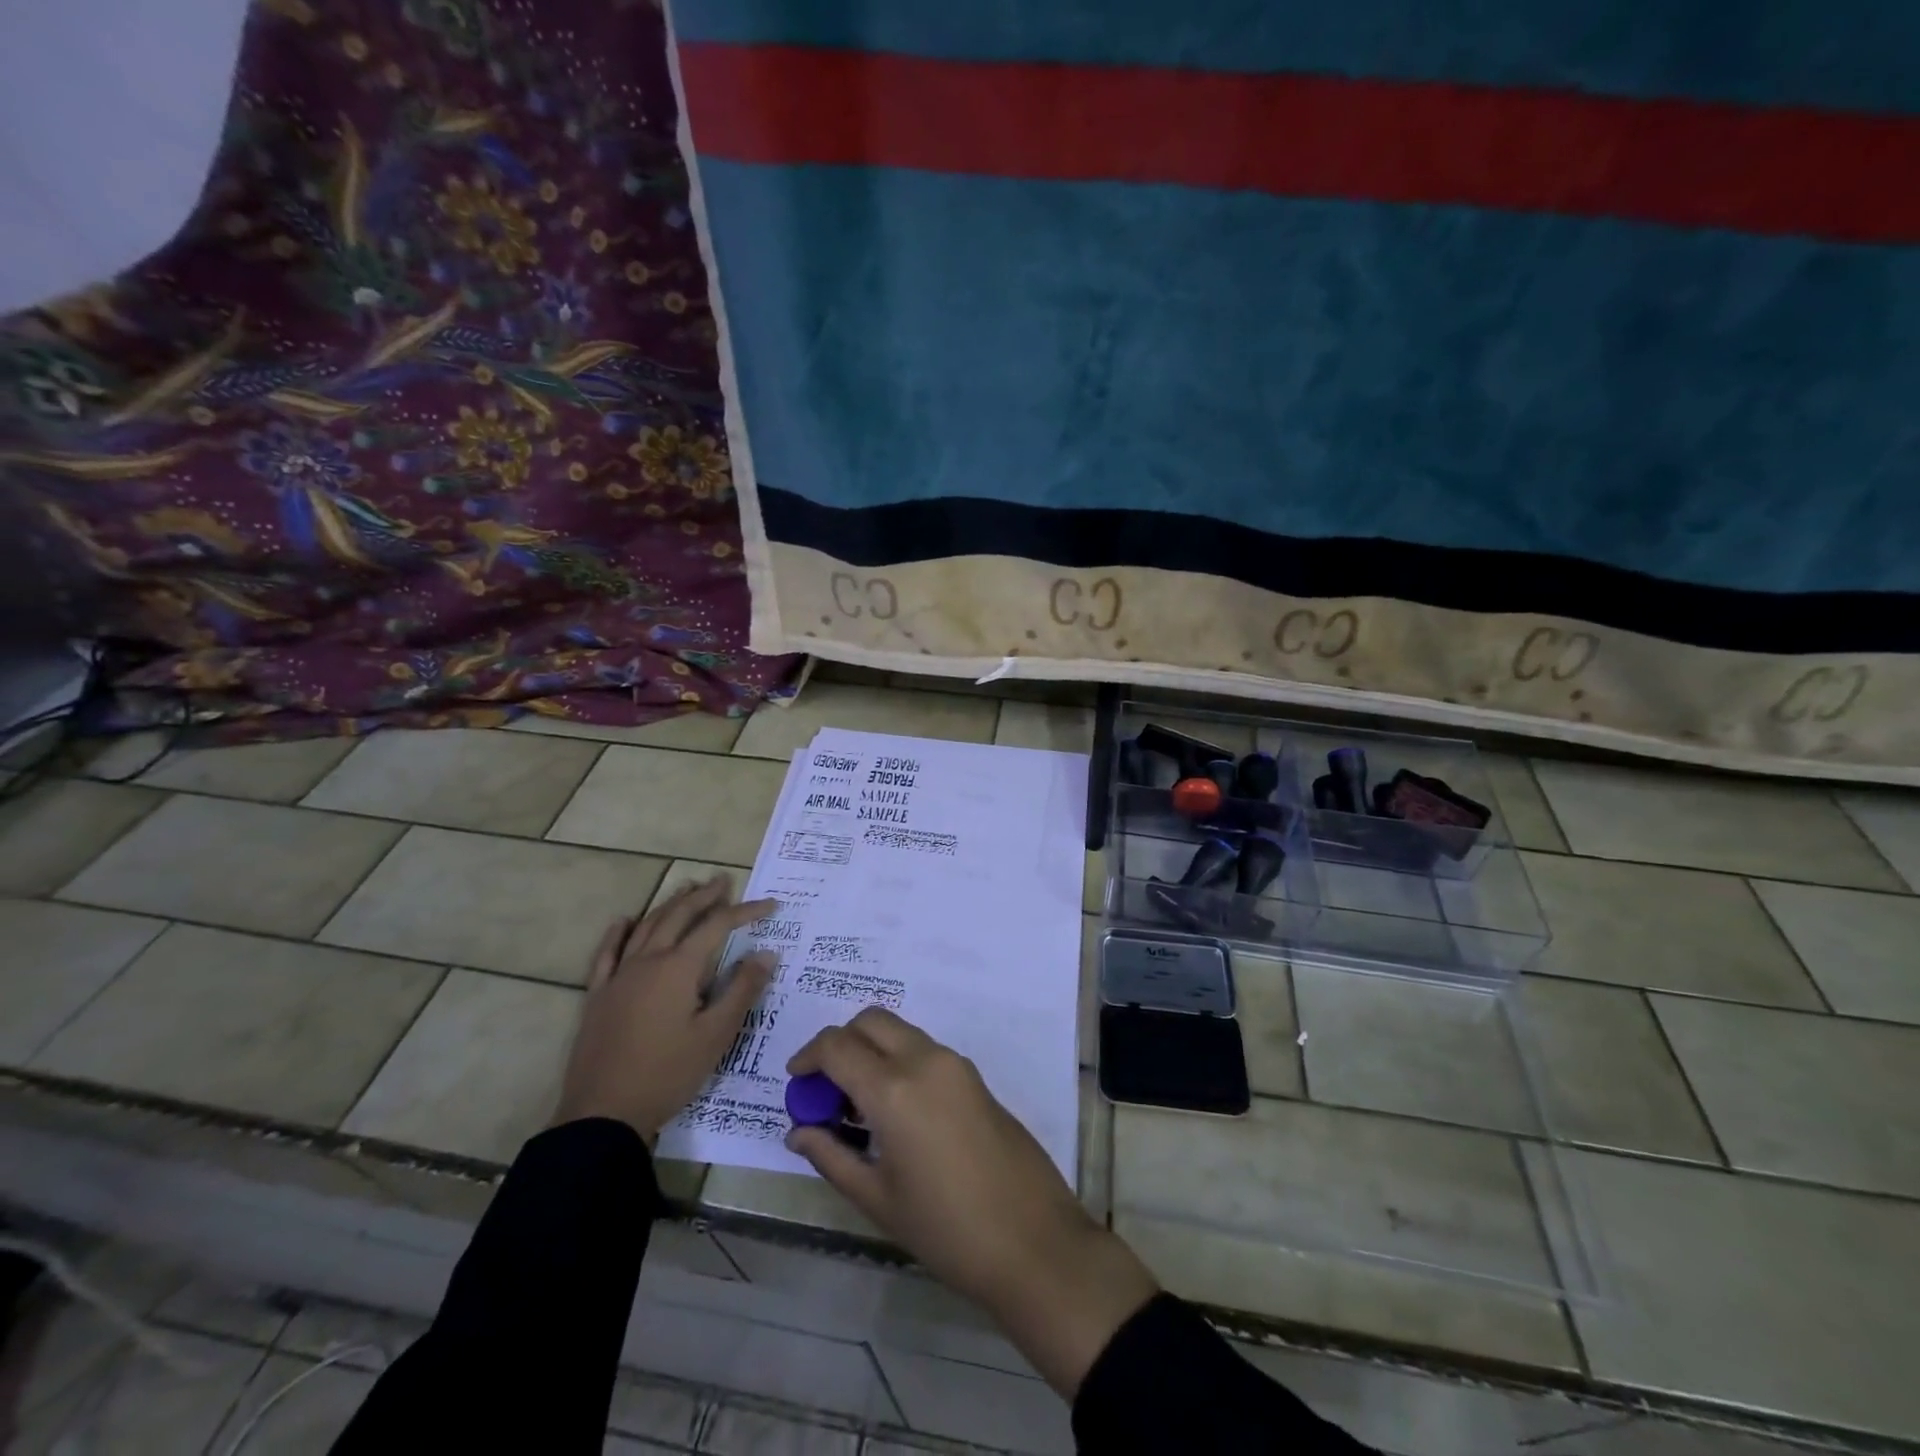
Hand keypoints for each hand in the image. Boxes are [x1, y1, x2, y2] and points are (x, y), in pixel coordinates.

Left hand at [553, 876, 776, 1144]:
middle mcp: (648, 961)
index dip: (746, 912)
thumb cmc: (667, 1074)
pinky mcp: (598, 995)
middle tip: (724, 881)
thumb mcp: (716, 1035)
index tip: (771, 905)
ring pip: (647, 926)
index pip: (717, 926)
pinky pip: (607, 953)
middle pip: (679, 916)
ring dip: (670, 904)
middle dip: (704, 896)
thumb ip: (742, 990)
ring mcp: (619, 976)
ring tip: (687, 887)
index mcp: (678, 968)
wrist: (603, 1114)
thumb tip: (766, 954)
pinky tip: (625, 920)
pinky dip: (619, 932)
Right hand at [784, 1009, 1157, 1395]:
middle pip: (871, 1021)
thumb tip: (799, 1131)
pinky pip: (924, 1049)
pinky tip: (894, 1110)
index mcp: (894, 1088)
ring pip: (900, 1031)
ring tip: (858, 1106)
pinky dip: (898, 1060)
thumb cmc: (946, 1229)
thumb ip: (832, 1156)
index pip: (837, 1046)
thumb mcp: (878, 1199)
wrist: (1033, 1240)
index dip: (808, 1057)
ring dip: (872, 1050)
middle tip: (826, 1088)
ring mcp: (954, 1063)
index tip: (795, 1081)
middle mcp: (924, 1060)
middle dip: (840, 1042)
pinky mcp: (974, 1075)